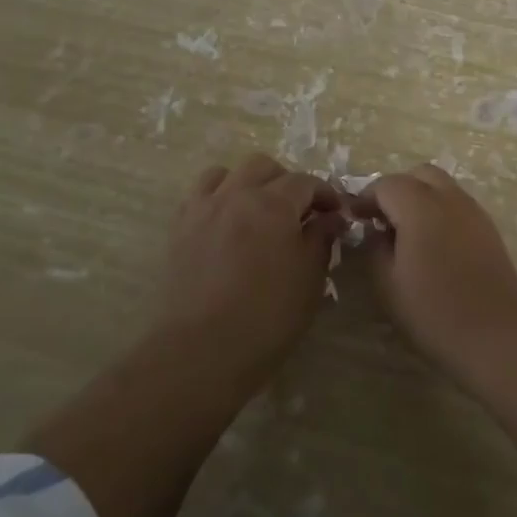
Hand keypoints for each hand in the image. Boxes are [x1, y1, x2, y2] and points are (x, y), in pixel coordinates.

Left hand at [163, 155, 345, 377]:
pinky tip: (227, 222)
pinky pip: (200, 194)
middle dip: (286, 181)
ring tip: (258, 210)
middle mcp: (237, 195)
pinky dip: (218, 196)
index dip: (325, 194)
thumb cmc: (268, 316)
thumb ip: (321, 239)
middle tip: (298, 211)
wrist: (202, 350)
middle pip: (264, 166)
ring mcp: (204, 208)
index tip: (335, 214)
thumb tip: (331, 218)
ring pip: (227, 173)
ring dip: (248, 183)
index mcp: (274, 204)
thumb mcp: (310, 278)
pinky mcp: (180, 228)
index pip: (305, 181)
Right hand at [352, 163, 516, 380]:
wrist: (497, 332)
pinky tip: (432, 243)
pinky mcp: (488, 227)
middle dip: (396, 190)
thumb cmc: (435, 311)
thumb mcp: (388, 284)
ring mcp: (473, 210)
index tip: (354, 218)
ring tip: (406, 232)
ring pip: (442, 186)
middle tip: (381, 219)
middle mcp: (449, 198)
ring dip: (420, 198)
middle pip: (419, 175)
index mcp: (419, 206)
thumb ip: (375, 248)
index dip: (366, 198)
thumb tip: (375, 230)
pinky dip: (439, 211)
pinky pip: (457, 204)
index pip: (386, 185)